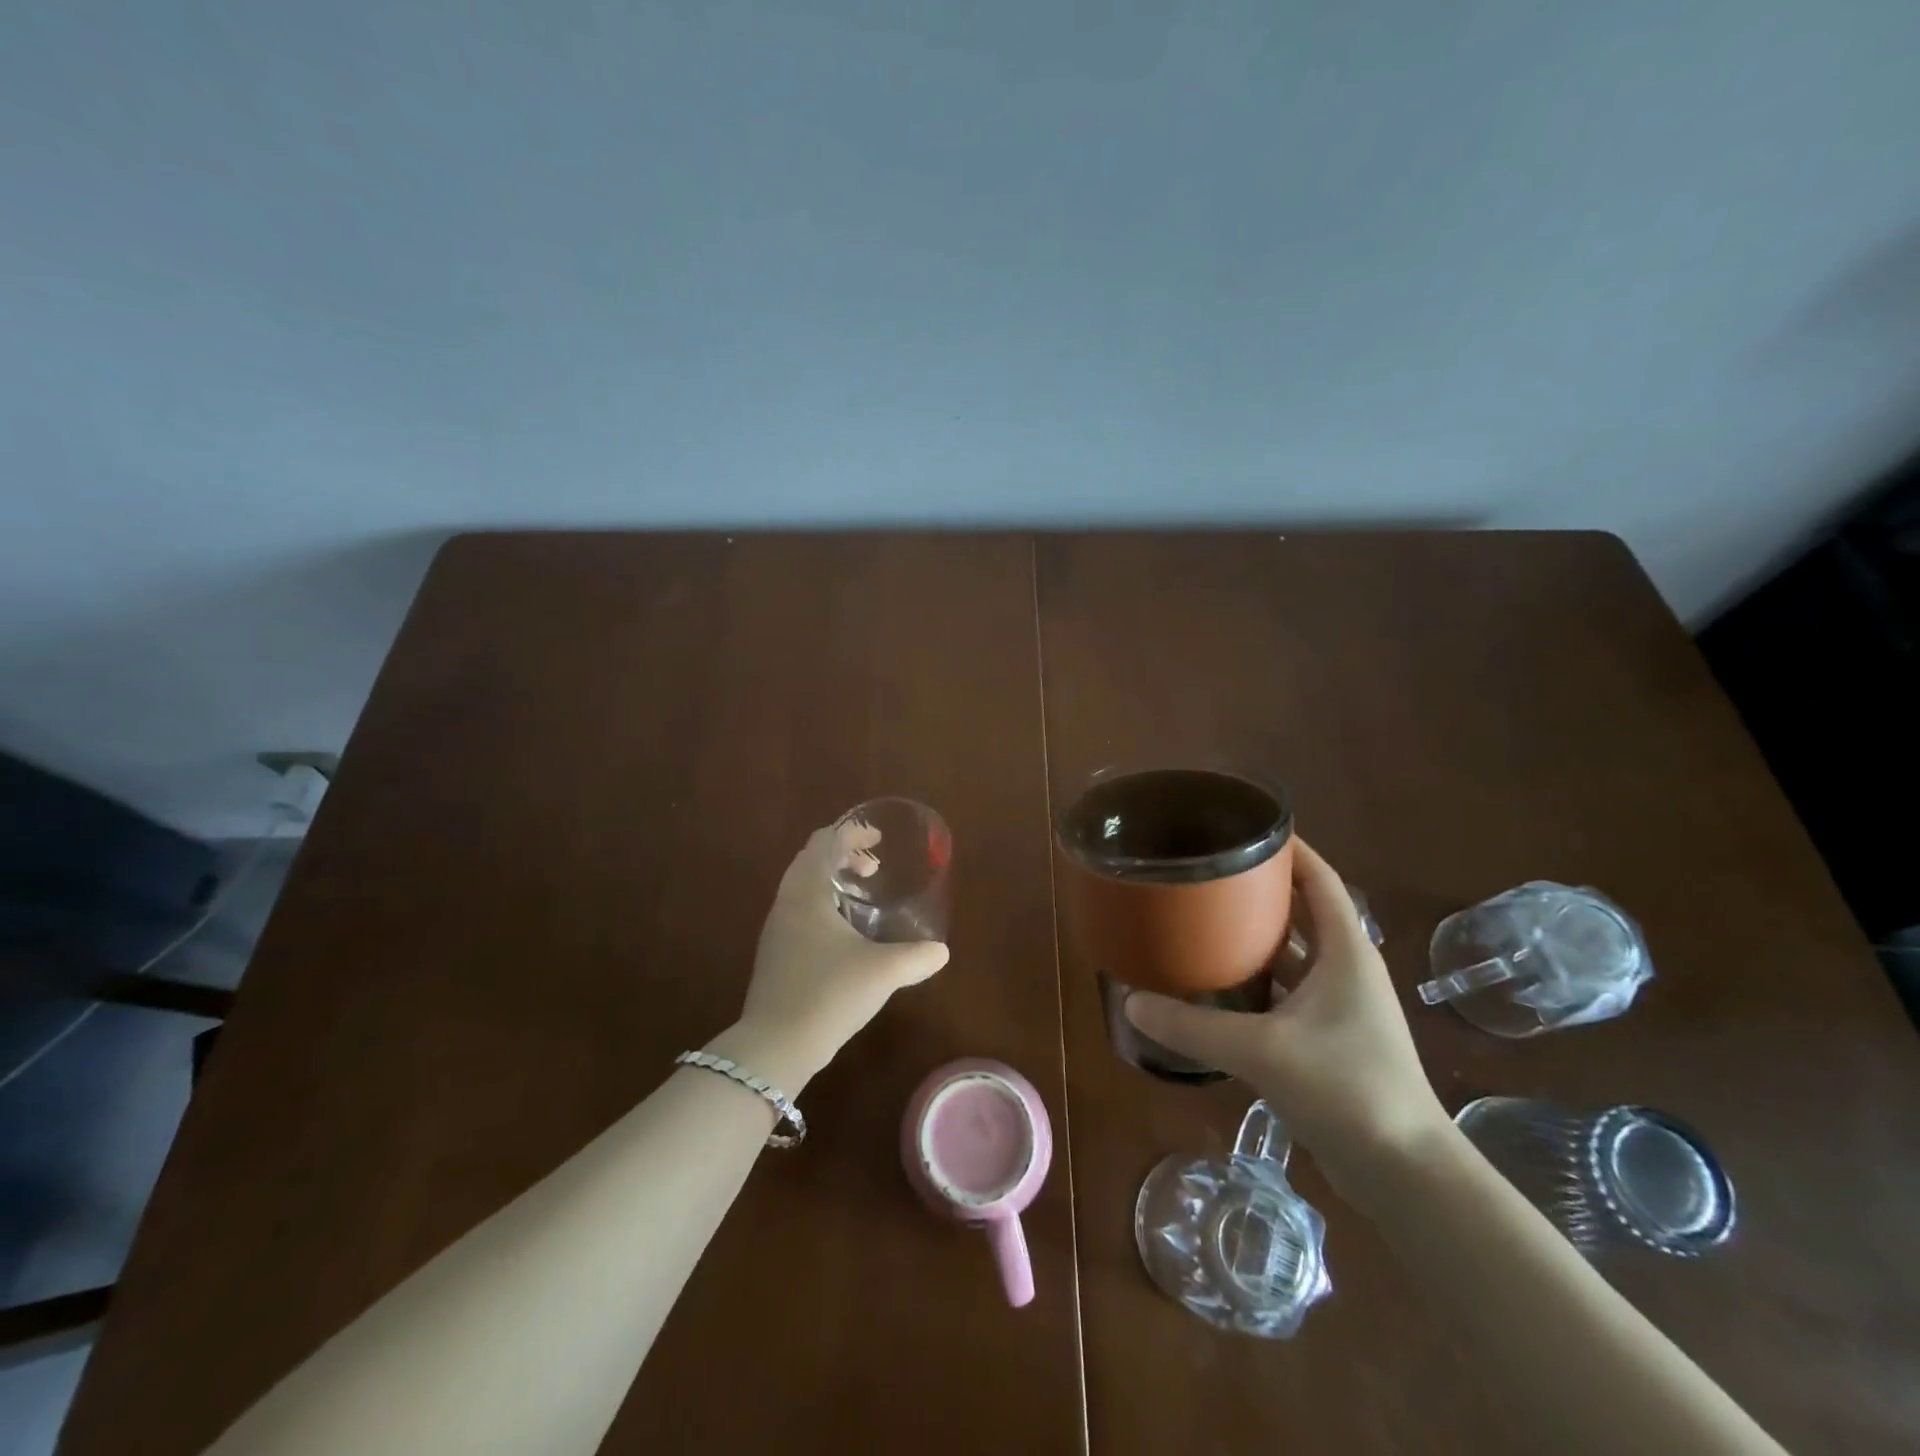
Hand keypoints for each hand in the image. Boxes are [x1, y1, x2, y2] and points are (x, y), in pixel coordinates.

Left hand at [730, 823, 949, 1088]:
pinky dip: (822, 905)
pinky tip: (844, 934)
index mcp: (807, 893)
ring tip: (862, 896)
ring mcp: (776, 930)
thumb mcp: (882, 972)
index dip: (851, 833)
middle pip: (810, 860)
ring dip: (831, 881)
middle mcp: (786, 903)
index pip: (823, 842)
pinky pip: (799, 911)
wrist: (776, 1046)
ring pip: (802, 887)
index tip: (878, 838)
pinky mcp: (775, 955)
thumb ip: (916, 957)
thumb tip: (941, 951)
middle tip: (874, 867)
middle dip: (842, 855)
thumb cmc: (829, 993)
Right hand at [1125, 838, 1452, 1203]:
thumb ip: (1193, 1025)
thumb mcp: (1261, 1050)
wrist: (1405, 1174)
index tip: (1244, 828)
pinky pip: (1287, 990)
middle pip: (1302, 910)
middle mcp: (1346, 968)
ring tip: (1203, 920)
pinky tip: (1218, 984)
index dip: (1289, 848)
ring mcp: (1339, 1006)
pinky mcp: (1329, 1038)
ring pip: (1292, 953)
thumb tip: (1131, 1001)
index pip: (1320, 878)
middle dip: (1259, 889)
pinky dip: (1256, 979)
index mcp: (1346, 950)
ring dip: (1255, 937)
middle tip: (1207, 875)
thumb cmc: (1346, 1089)